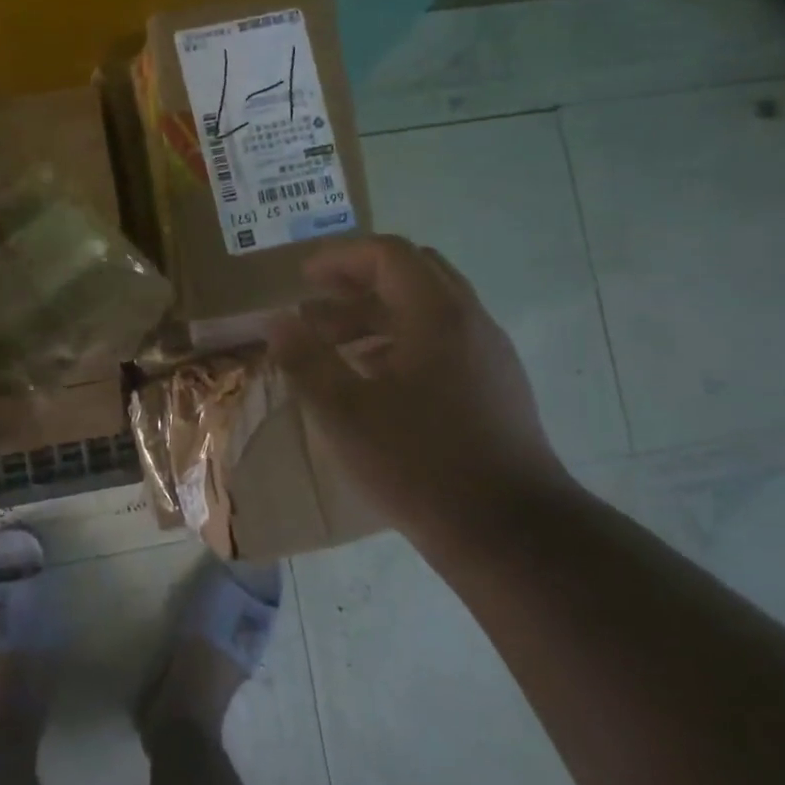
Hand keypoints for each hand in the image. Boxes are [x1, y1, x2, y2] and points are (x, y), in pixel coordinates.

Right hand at [266, 234, 574, 546]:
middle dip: (359, 283)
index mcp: (437, 315)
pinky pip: (443, 342)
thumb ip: (306, 361)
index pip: (389, 255)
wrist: (507, 529)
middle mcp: (470, 322)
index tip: (303, 278)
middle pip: (413, 275)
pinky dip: (402, 343)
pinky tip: (373, 381)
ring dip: (378, 316)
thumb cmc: (419, 463)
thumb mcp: (344, 412)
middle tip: (317, 306)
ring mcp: (489, 356)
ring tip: (333, 346)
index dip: (341, 258)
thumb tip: (277, 323)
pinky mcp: (496, 388)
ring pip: (429, 311)